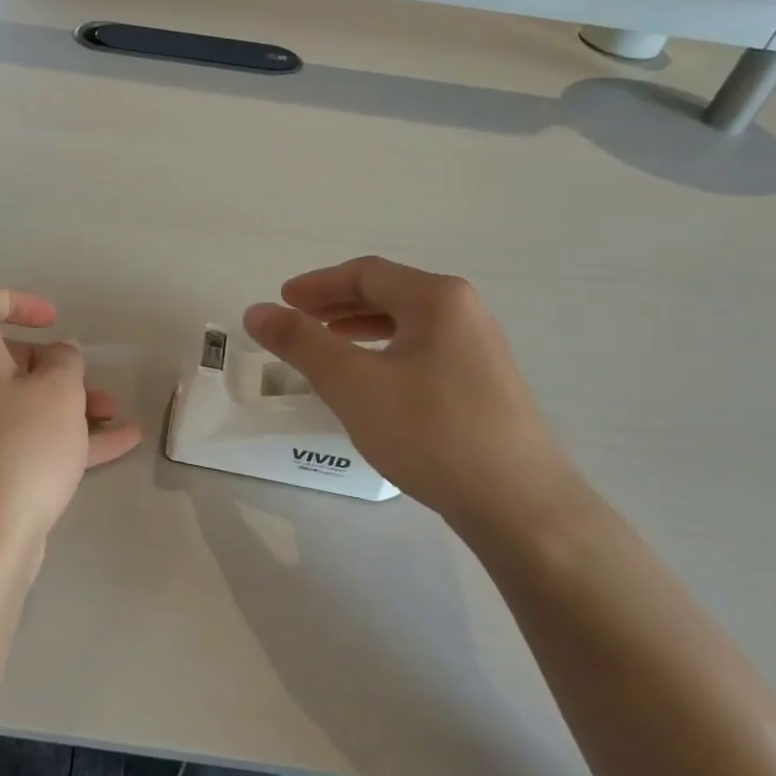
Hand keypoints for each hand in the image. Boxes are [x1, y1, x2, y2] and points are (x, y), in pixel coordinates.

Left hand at [0, 285, 141, 574]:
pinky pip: (26, 438)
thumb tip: (57, 358)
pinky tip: (120, 443)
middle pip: (6, 356)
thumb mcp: (58, 392)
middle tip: (88, 382)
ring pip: (21, 401)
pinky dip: (65, 436)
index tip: (54, 321)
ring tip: (114, 413)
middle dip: (56, 365)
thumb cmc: (20, 449)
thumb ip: (64, 361)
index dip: (17, 300)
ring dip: (68, 402)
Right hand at [244, 257, 590, 546]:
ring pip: (408, 324)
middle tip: (298, 320)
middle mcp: (464, 312)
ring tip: (328, 347)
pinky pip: (424, 351)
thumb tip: (257, 311)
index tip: (282, 301)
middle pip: (389, 293)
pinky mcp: (485, 384)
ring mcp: (480, 349)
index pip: (366, 273)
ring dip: (361, 329)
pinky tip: (373, 382)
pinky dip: (387, 353)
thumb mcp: (353, 384)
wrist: (518, 503)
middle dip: (337, 304)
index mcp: (436, 299)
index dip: (317, 284)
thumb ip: (302, 343)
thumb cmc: (430, 432)